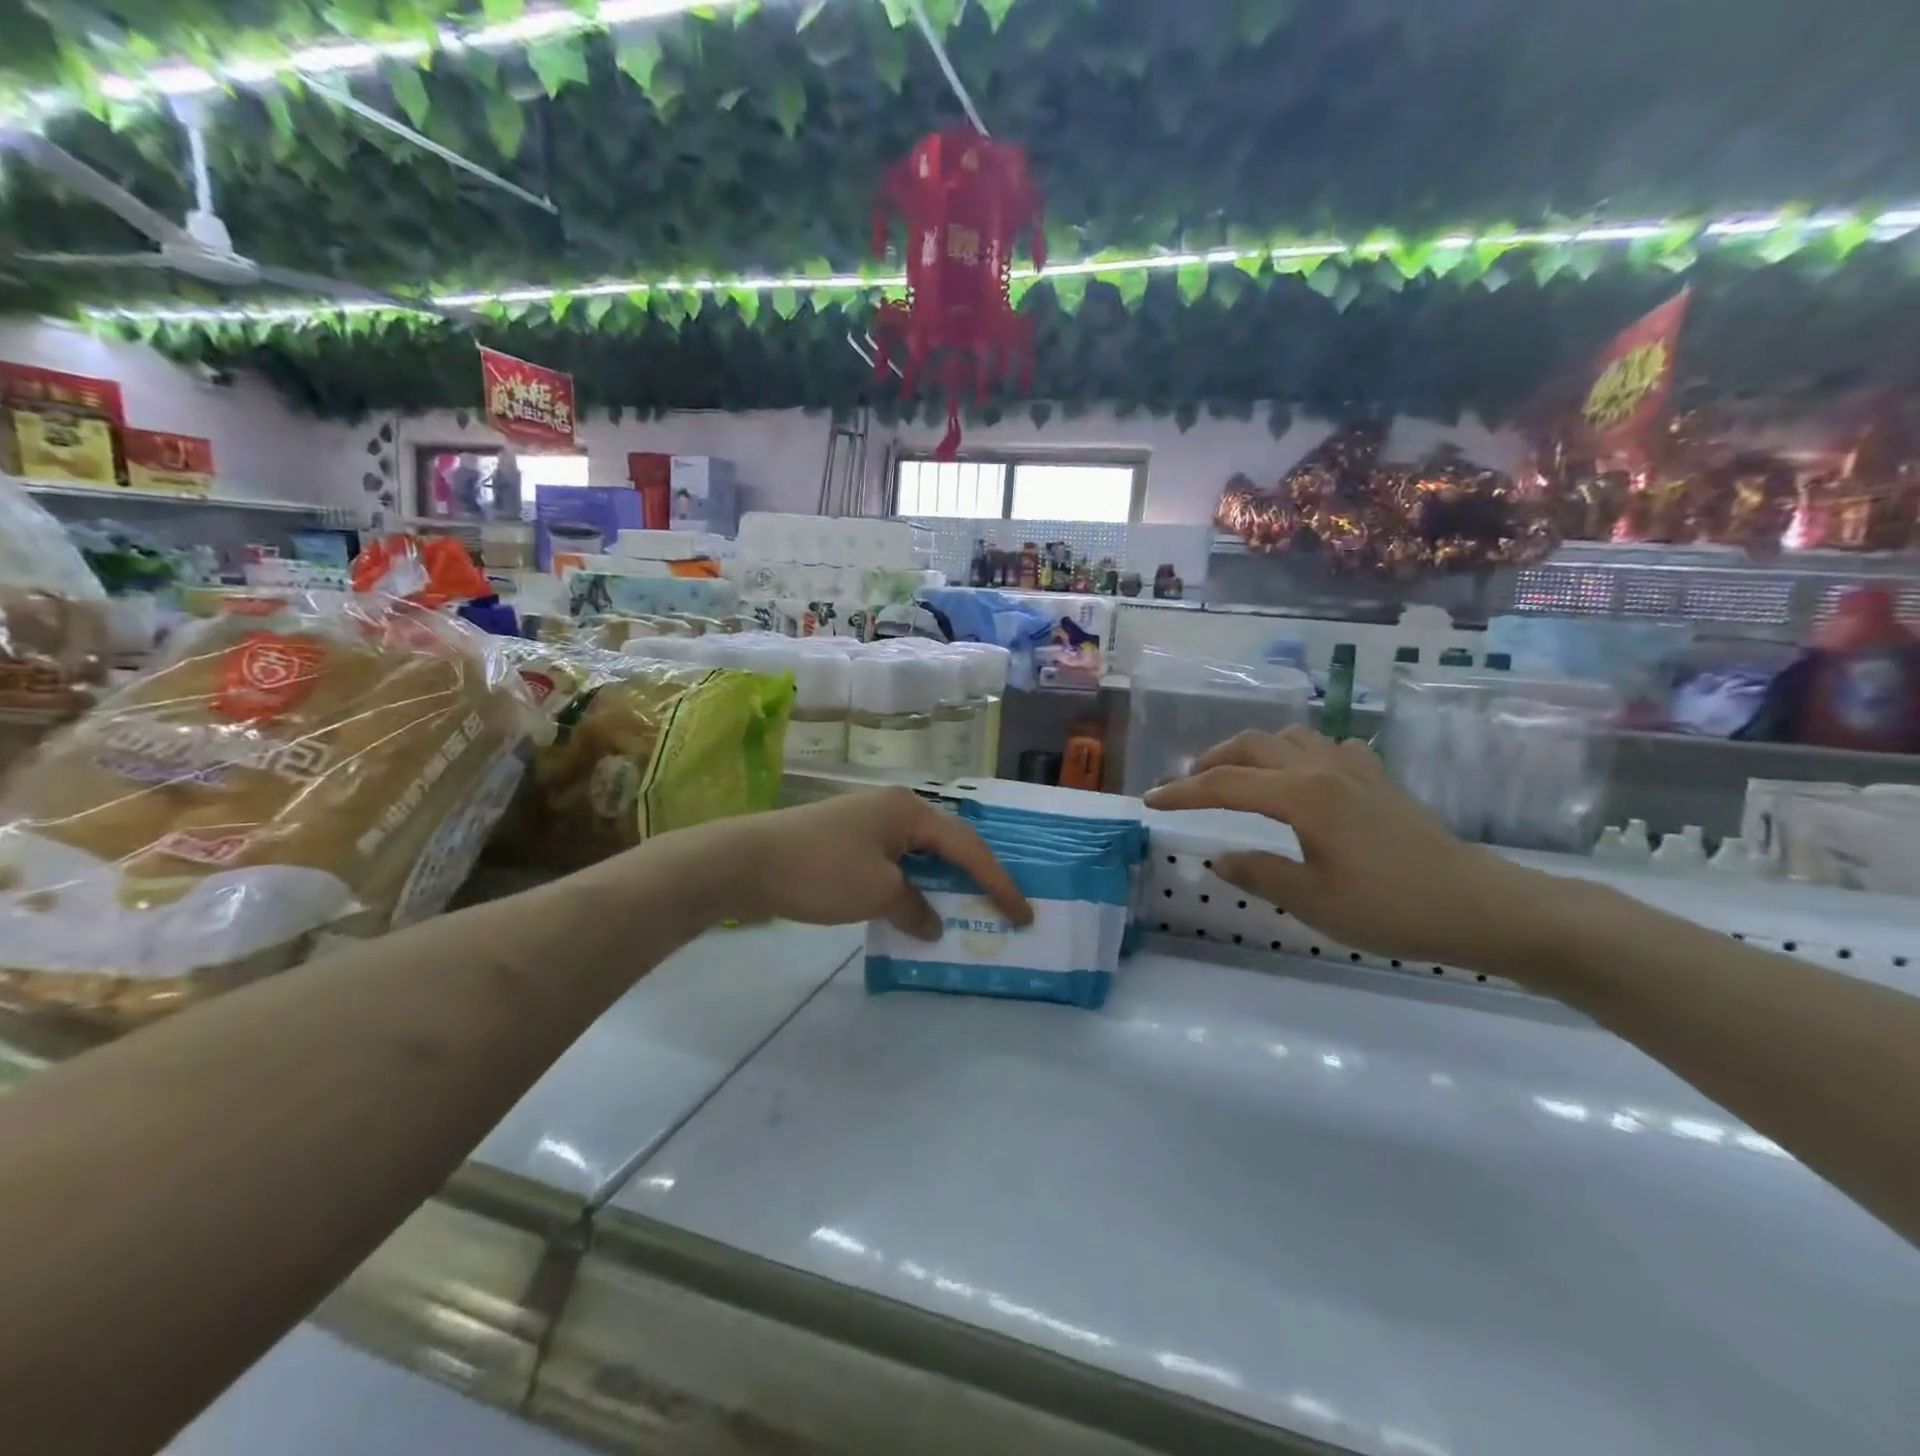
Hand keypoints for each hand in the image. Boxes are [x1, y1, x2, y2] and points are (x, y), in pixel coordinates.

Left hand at [704, 788, 1032, 939]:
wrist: (746, 861)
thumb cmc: (821, 871)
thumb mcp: (877, 894)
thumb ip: (915, 908)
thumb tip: (932, 924)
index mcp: (909, 810)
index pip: (968, 847)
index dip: (998, 882)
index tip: (1024, 914)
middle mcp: (894, 807)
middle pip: (947, 844)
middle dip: (975, 877)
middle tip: (1000, 908)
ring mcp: (867, 821)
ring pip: (920, 854)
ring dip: (941, 883)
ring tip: (965, 910)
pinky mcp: (846, 839)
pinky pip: (894, 862)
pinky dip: (911, 886)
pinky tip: (914, 908)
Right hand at [1143, 727, 1546, 972]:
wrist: (1481, 906)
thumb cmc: (1392, 908)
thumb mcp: (1314, 902)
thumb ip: (1258, 874)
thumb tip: (1219, 857)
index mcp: (1302, 796)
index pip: (1225, 785)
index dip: (1183, 792)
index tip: (1150, 801)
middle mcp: (1323, 769)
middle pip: (1253, 746)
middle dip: (1212, 761)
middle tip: (1187, 785)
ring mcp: (1355, 769)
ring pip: (1290, 737)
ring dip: (1253, 751)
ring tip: (1237, 776)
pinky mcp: (1379, 779)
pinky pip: (1327, 747)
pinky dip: (1299, 754)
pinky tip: (1303, 777)